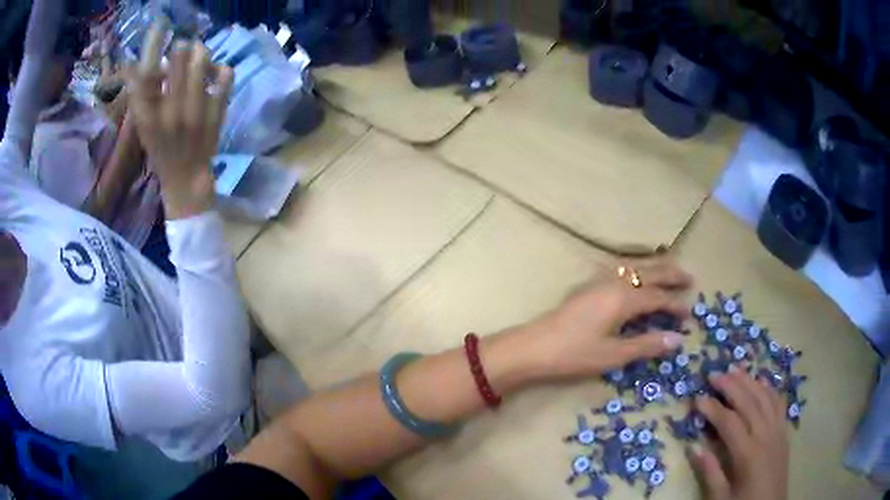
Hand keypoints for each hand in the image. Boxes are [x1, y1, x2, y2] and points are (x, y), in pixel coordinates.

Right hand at [129, 22, 232, 218]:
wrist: (186, 178)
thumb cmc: (161, 151)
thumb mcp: (143, 128)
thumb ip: (142, 98)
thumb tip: (143, 64)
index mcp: (148, 114)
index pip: (146, 71)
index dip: (153, 46)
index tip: (158, 37)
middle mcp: (171, 108)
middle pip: (179, 55)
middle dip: (181, 48)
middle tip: (183, 53)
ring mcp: (196, 108)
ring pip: (202, 59)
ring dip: (200, 54)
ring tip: (198, 62)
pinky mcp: (217, 110)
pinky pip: (225, 74)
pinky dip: (221, 69)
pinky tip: (214, 77)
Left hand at [526, 259, 691, 378]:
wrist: (534, 346)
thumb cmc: (575, 353)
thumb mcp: (614, 354)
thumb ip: (647, 345)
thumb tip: (678, 340)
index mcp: (624, 298)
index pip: (658, 297)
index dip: (675, 305)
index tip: (689, 313)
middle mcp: (614, 282)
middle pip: (650, 272)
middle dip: (671, 274)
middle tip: (690, 278)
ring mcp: (599, 280)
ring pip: (634, 267)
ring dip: (654, 269)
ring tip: (668, 274)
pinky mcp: (588, 285)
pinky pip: (621, 270)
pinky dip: (637, 271)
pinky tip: (636, 279)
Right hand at [689, 367, 789, 499]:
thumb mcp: (721, 497)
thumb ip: (710, 472)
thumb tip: (694, 448)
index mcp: (748, 453)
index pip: (728, 422)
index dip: (712, 409)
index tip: (697, 399)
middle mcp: (765, 435)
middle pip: (748, 402)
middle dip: (731, 386)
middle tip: (714, 373)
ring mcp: (778, 430)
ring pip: (764, 397)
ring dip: (750, 381)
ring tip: (736, 369)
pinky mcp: (784, 431)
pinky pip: (778, 404)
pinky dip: (770, 389)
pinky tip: (762, 380)